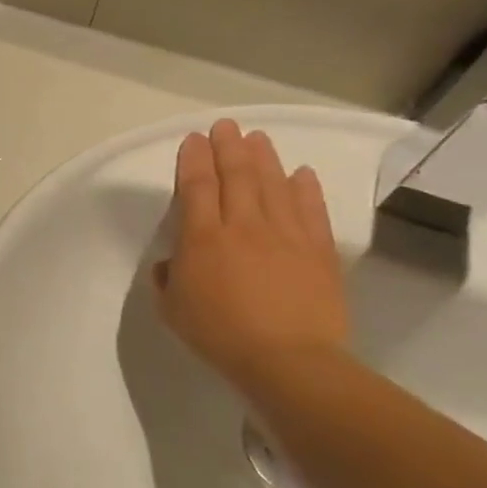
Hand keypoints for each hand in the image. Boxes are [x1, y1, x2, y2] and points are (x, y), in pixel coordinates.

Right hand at [154, 120, 349, 390]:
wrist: (287, 361)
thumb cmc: (218, 335)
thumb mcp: (172, 308)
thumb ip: (167, 278)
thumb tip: (172, 263)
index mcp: (202, 238)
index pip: (197, 187)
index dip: (193, 160)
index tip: (193, 140)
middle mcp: (243, 226)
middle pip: (237, 176)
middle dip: (228, 148)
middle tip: (226, 126)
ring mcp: (285, 236)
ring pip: (274, 185)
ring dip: (265, 158)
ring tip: (258, 138)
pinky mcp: (319, 251)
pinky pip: (311, 211)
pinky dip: (306, 189)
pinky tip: (302, 173)